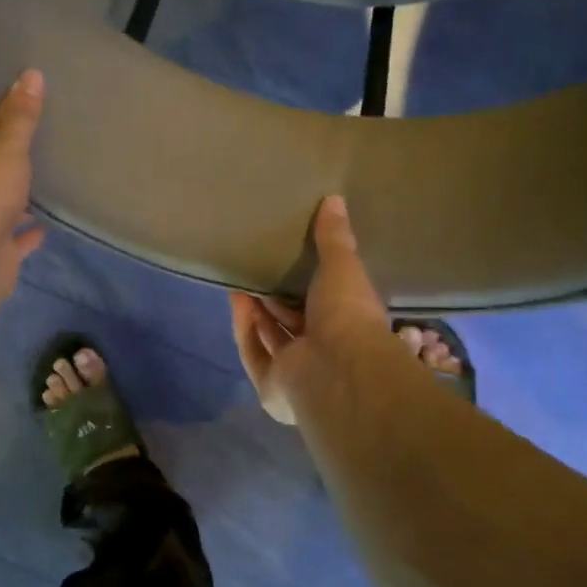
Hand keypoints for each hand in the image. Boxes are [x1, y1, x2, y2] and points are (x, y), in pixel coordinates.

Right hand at [229, 195, 387, 424]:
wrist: (337, 369)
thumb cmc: (348, 315)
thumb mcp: (343, 267)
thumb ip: (334, 237)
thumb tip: (335, 199)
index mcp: (351, 329)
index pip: (328, 307)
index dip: (310, 287)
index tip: (292, 262)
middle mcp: (325, 354)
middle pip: (294, 324)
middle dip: (275, 299)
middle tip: (259, 269)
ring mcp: (298, 374)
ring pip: (271, 338)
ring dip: (256, 311)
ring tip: (241, 279)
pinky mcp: (271, 387)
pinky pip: (254, 352)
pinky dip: (244, 327)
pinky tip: (236, 299)